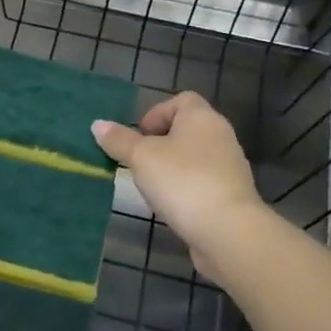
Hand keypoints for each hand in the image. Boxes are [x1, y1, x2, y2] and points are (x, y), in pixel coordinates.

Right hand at [92, 93, 268, 275]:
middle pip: (187, 129)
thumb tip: (98, 125)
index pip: (182, 100)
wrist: (227, 230)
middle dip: (160, 143)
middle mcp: (220, 135)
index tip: (139, 136)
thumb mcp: (141, 158)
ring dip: (172, 167)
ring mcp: (230, 166)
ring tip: (152, 186)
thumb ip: (119, 140)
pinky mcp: (232, 194)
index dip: (157, 113)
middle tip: (139, 162)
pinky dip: (186, 188)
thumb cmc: (181, 181)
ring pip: (194, 157)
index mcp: (201, 117)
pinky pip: (203, 181)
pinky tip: (172, 206)